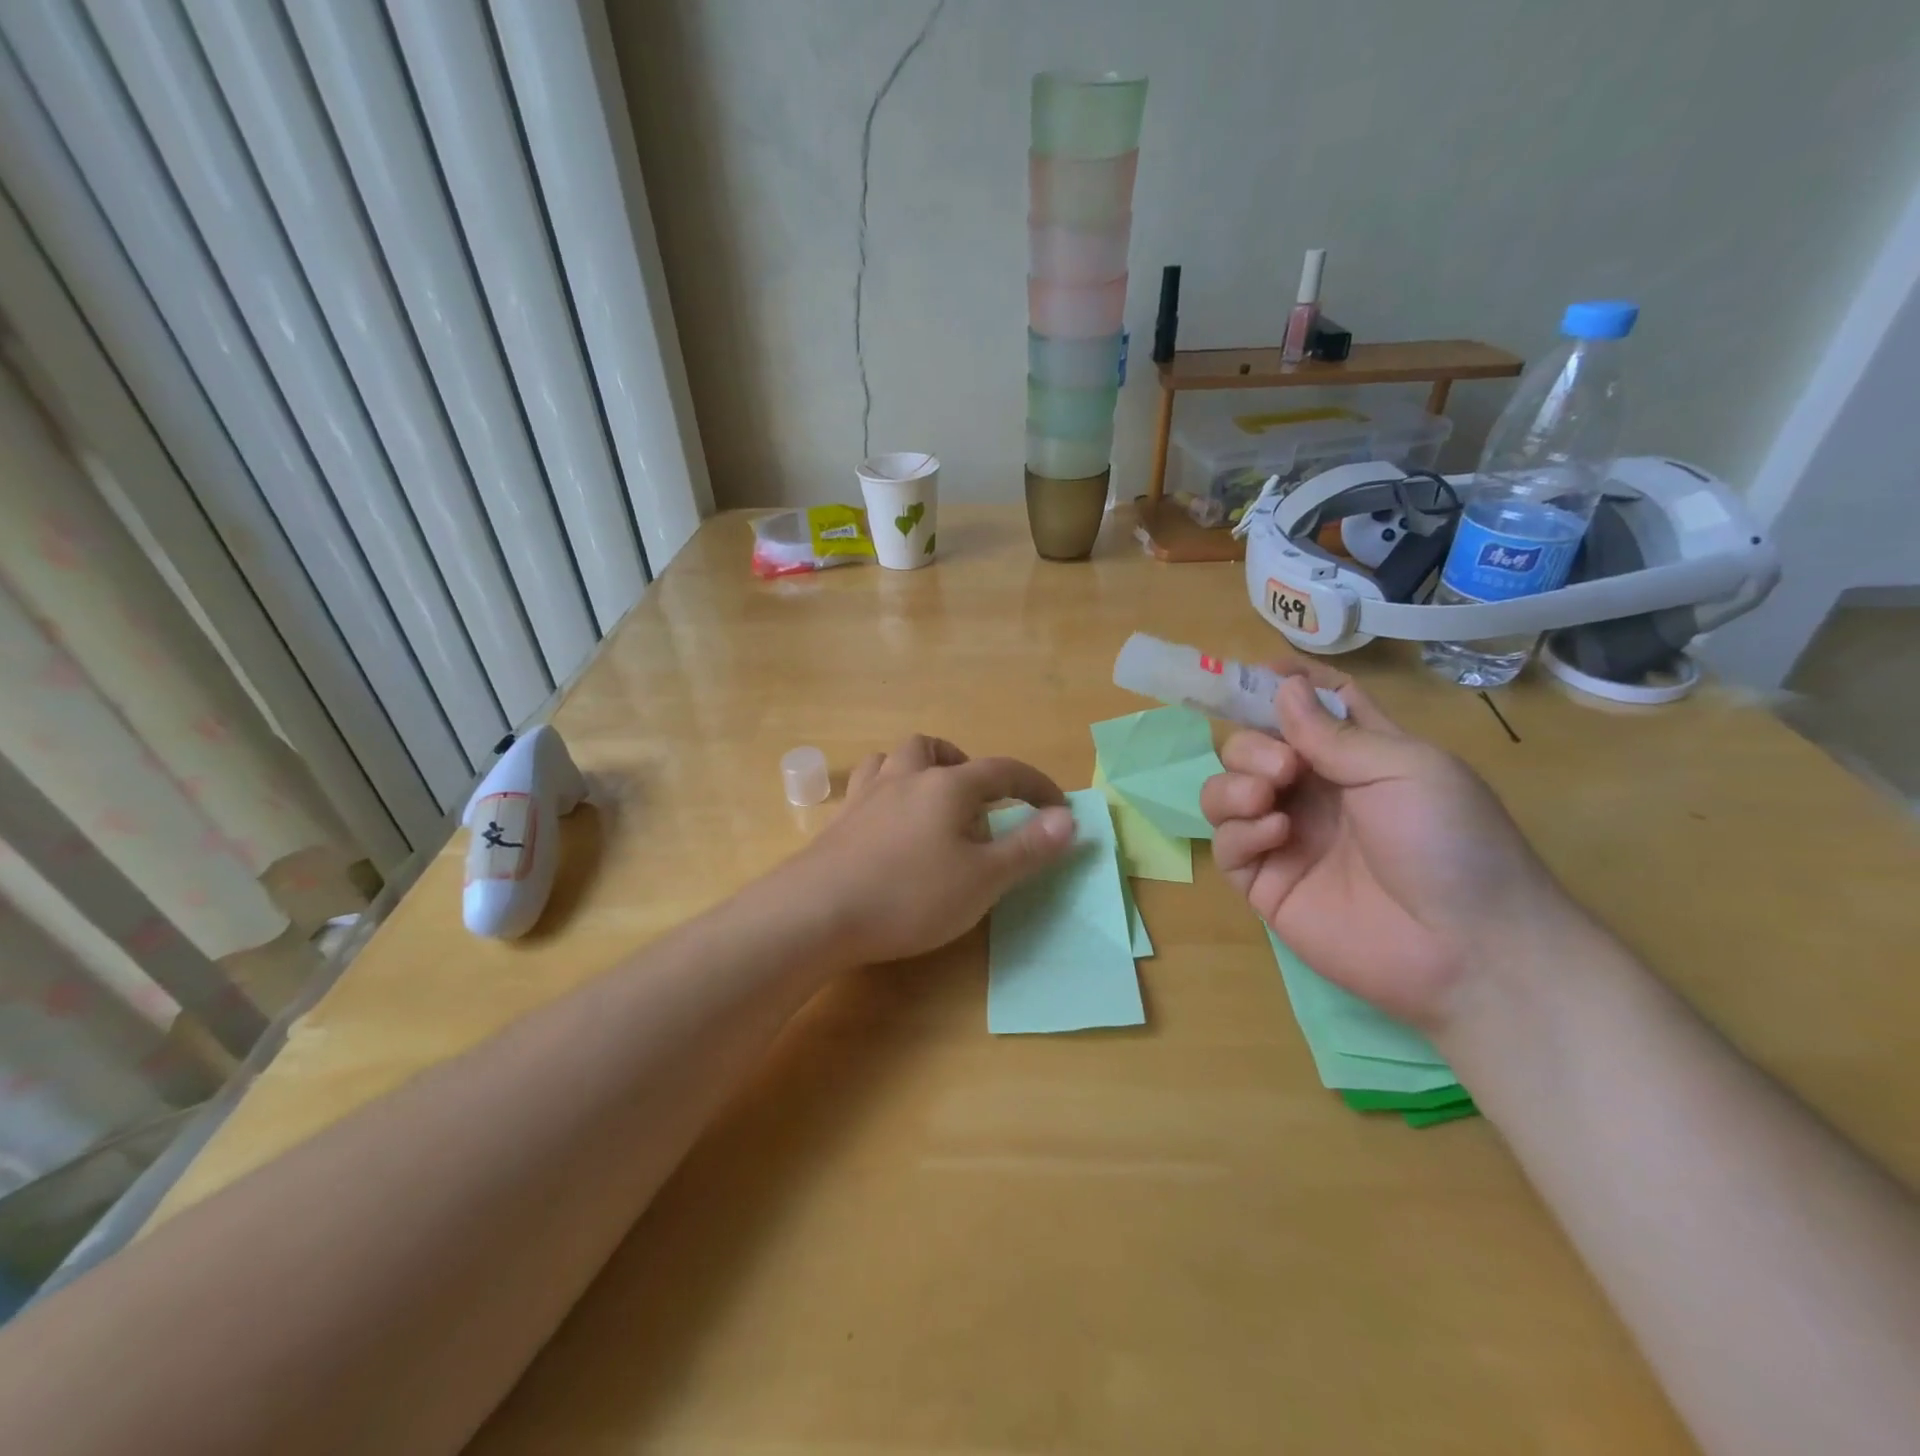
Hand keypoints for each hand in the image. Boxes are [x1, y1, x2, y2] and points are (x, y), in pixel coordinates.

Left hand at [779, 735, 1075, 965]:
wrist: (817, 912)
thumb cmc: (911, 895)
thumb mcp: (983, 879)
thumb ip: (1028, 847)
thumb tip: (1068, 818)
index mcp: (948, 786)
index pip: (1003, 771)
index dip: (1035, 785)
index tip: (1056, 806)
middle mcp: (906, 778)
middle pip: (935, 749)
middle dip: (964, 766)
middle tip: (978, 801)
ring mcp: (866, 796)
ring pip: (893, 760)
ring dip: (918, 770)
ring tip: (930, 804)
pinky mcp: (838, 821)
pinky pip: (866, 789)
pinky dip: (886, 795)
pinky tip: (888, 826)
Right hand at [1201, 668, 1581, 1030]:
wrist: (1467, 948)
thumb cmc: (1452, 843)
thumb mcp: (1405, 768)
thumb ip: (1334, 733)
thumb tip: (1282, 685)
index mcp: (1354, 756)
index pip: (1309, 707)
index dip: (1283, 686)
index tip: (1257, 674)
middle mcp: (1312, 791)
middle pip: (1250, 746)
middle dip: (1251, 746)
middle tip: (1284, 768)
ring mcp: (1284, 837)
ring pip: (1223, 791)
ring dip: (1233, 783)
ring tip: (1266, 798)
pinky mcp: (1264, 882)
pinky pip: (1226, 843)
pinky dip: (1239, 831)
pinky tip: (1277, 835)